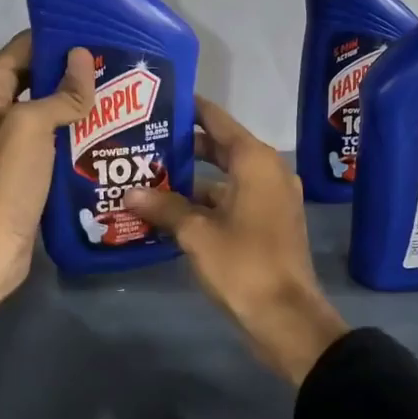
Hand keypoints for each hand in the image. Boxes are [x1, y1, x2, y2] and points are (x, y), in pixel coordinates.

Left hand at [0, 33, 94, 384]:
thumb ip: (60, 93)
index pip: (25, 48)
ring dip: (81, 106)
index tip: (102, 37)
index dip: (60, 39)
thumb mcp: (31, 128)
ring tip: (126, 99)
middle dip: (77, 73)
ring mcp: (11, 143)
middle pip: (40, 78)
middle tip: (123, 69)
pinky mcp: (27, 171)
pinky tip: (112, 136)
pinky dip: (79, 136)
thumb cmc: (4, 182)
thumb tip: (83, 58)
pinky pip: (56, 142)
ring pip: (51, 112)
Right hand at [123, 97, 347, 386]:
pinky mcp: (268, 223)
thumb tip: (131, 192)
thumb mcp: (197, 234)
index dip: (190, 109)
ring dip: (191, 180)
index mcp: (255, 162)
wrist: (286, 317)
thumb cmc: (243, 265)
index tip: (160, 101)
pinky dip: (205, 202)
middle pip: (221, 148)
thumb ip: (165, 207)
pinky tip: (170, 211)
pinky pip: (232, 200)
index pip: (218, 121)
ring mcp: (270, 199)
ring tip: (148, 176)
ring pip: (224, 177)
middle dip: (184, 146)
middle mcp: (267, 172)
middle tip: (144, 140)